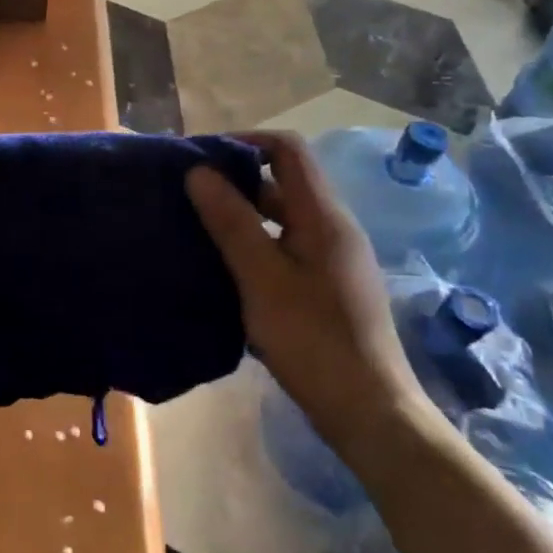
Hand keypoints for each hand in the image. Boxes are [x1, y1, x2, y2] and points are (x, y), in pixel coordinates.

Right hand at [186, 131, 432, 464]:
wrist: (367, 411)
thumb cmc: (312, 340)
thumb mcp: (262, 278)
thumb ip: (231, 222)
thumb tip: (198, 171)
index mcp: (322, 216)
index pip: (287, 149)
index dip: (244, 141)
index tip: (199, 157)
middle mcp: (331, 228)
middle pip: (282, 181)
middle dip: (233, 178)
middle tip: (185, 192)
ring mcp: (329, 258)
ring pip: (279, 217)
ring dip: (239, 213)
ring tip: (193, 225)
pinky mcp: (323, 285)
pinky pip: (282, 245)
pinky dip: (250, 242)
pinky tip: (220, 263)